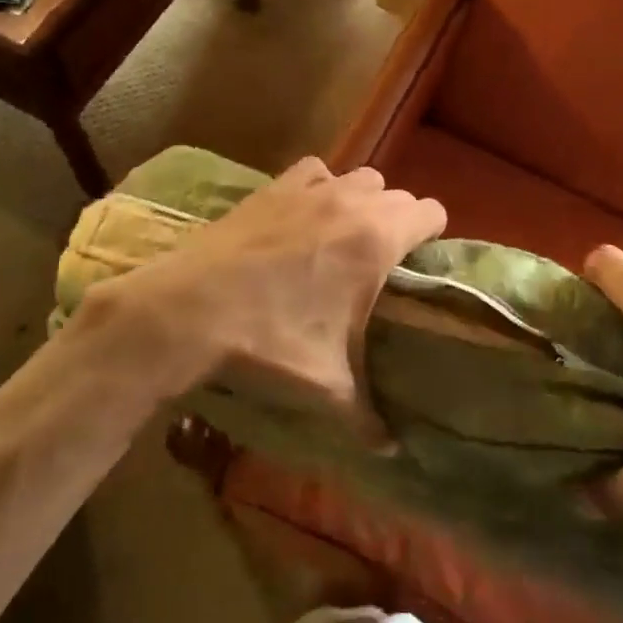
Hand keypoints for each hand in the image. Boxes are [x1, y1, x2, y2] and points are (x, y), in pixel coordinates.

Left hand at [89, 158, 445, 439]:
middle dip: (397, 223)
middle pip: (397, 195)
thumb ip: (366, 417)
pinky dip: (320, 186)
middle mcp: (351, 202)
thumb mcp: (326, 385)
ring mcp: (310, 189)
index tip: (419, 263)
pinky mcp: (274, 186)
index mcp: (377, 239)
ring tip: (344, 236)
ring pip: (359, 178)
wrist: (191, 310)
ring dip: (361, 201)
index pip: (432, 211)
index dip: (431, 235)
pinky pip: (315, 171)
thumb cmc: (271, 341)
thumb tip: (391, 451)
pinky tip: (305, 214)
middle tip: (380, 262)